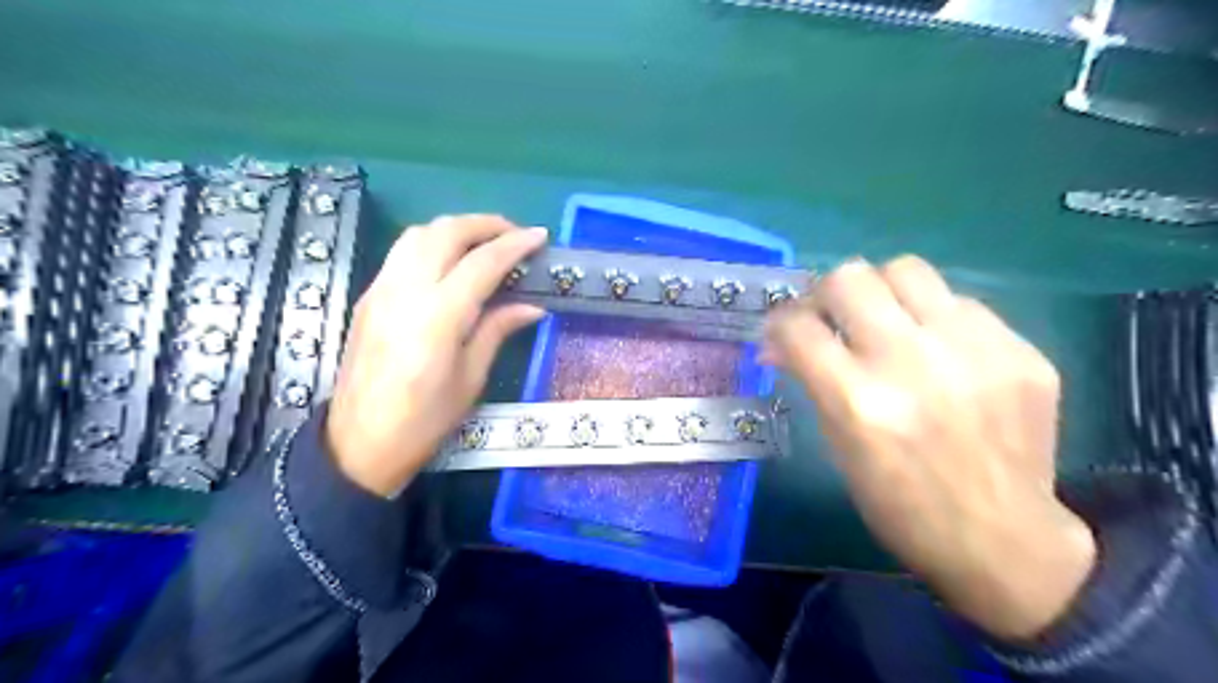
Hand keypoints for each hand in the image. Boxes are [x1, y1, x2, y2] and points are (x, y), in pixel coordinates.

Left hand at [328, 217, 546, 494]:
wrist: (358, 444)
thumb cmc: (424, 421)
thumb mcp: (471, 379)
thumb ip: (498, 330)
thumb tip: (532, 306)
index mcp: (438, 317)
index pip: (482, 263)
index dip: (514, 245)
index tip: (540, 236)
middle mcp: (406, 291)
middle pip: (446, 232)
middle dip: (485, 224)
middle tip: (514, 234)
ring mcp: (381, 290)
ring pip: (418, 234)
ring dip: (456, 228)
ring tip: (484, 242)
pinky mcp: (369, 297)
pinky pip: (402, 252)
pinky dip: (432, 243)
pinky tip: (450, 262)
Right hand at [765, 253, 1099, 638]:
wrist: (1002, 540)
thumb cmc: (899, 504)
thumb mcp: (839, 446)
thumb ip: (812, 382)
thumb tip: (780, 343)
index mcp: (857, 400)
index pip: (798, 326)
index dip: (780, 322)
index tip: (784, 332)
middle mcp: (911, 363)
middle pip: (850, 278)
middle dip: (827, 294)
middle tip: (833, 318)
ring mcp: (973, 350)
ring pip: (906, 269)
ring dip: (882, 292)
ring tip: (887, 321)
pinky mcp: (1020, 350)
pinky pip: (960, 303)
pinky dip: (935, 319)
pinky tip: (940, 351)